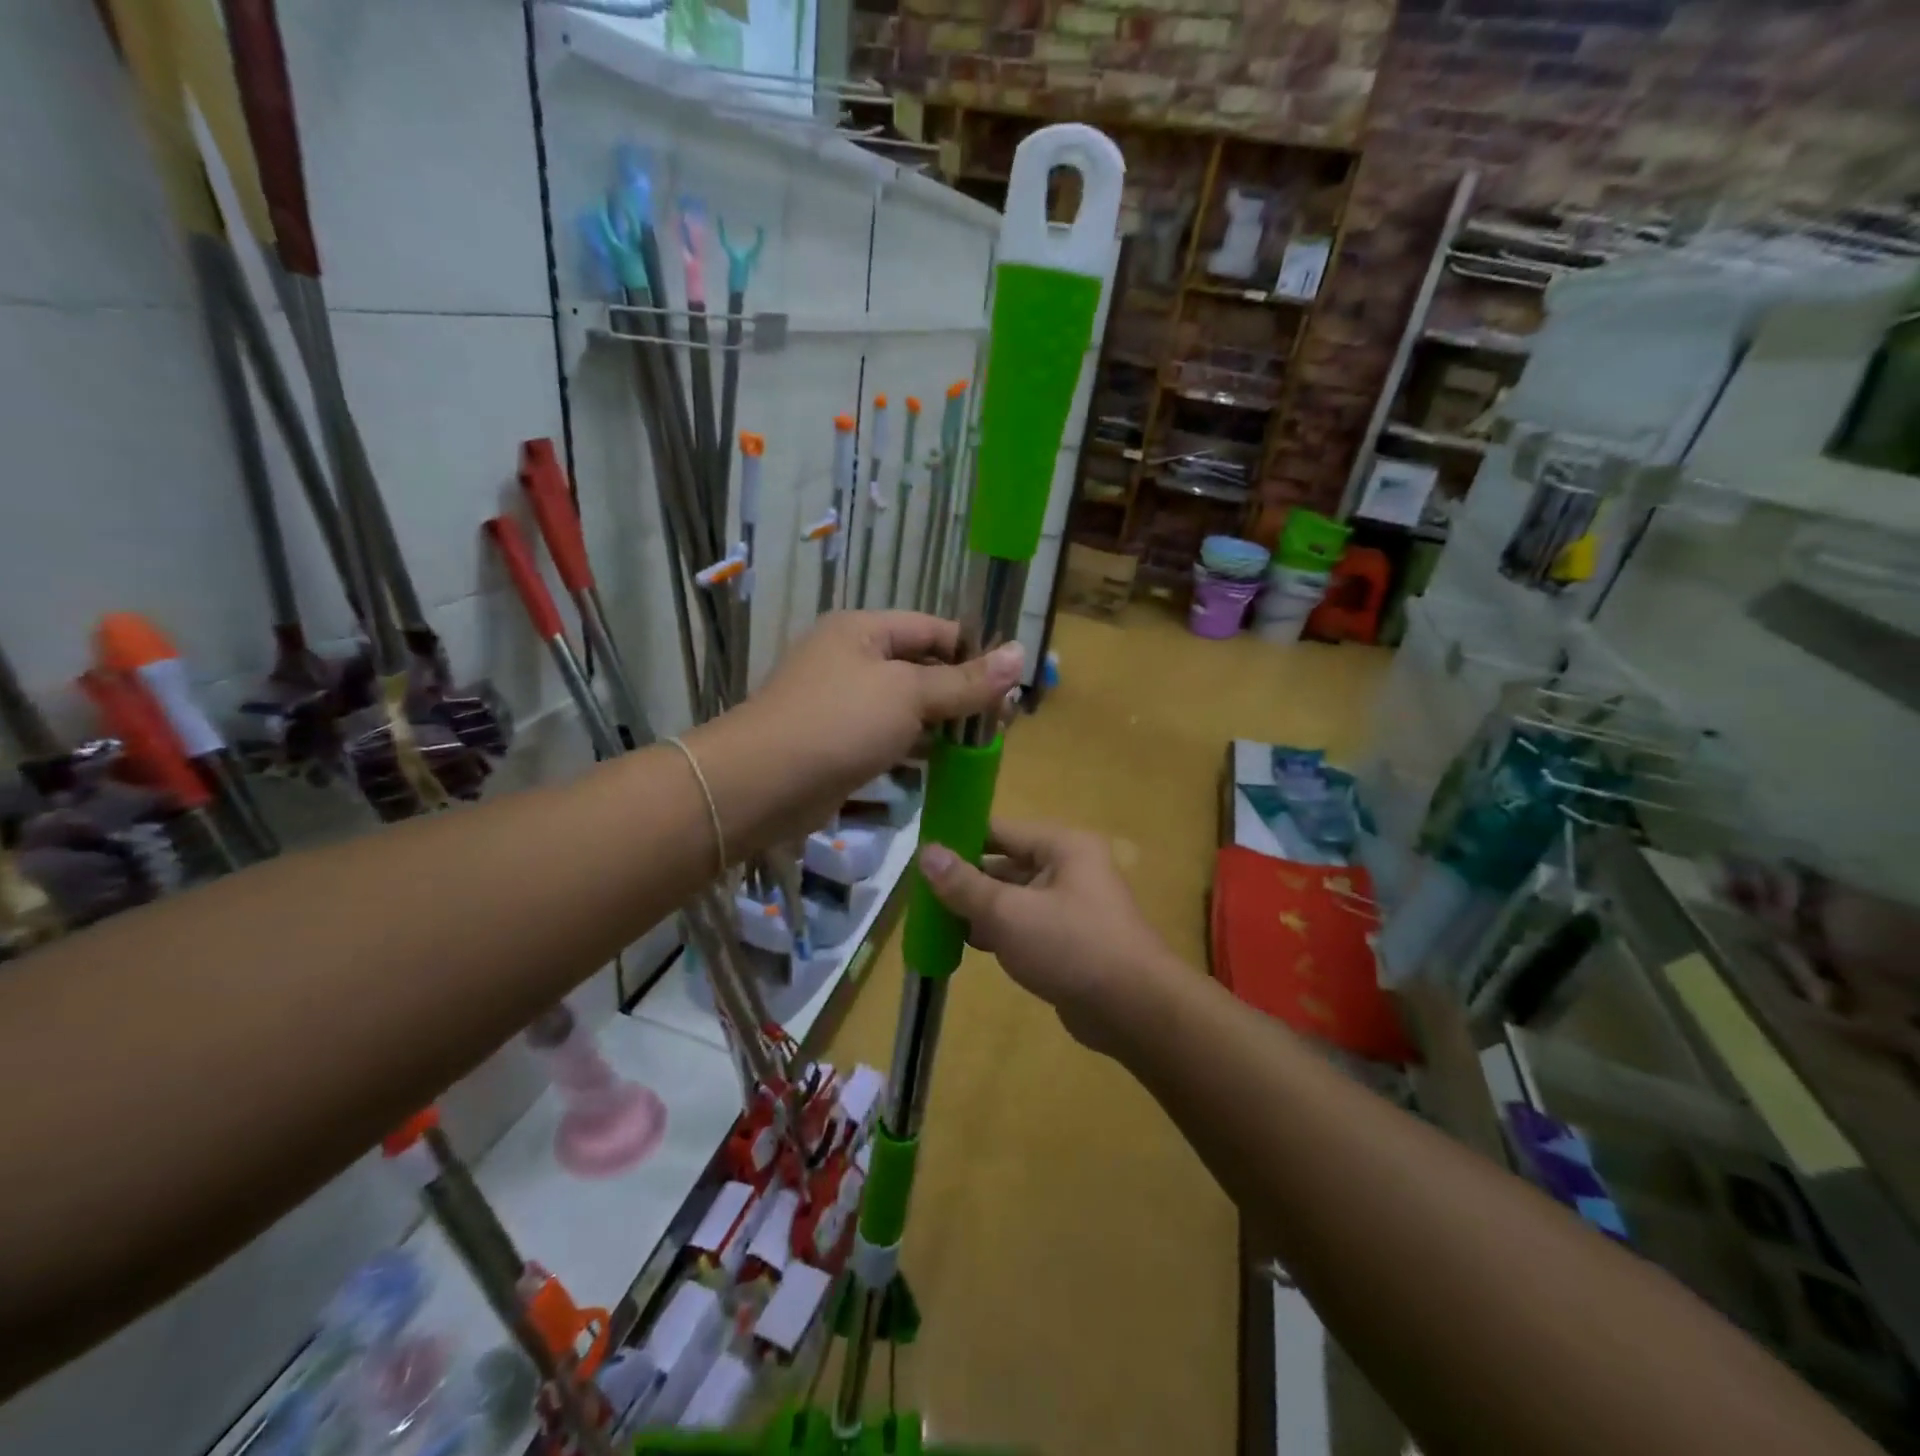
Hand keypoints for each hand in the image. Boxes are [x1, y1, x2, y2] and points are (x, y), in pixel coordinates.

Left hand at [693, 611, 1023, 850]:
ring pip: (906, 707)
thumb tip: (1021, 654)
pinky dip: (915, 747)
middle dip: (962, 692)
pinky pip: (888, 737)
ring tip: (983, 745)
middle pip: (921, 668)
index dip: (974, 651)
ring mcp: (842, 703)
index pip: (933, 629)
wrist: (762, 785)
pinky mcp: (838, 743)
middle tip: (1003, 721)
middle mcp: (851, 659)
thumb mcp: (909, 695)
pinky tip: (944, 765)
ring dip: (942, 724)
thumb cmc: (839, 723)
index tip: (1011, 682)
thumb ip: (965, 681)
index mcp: (864, 631)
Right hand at [918, 819, 1176, 1053]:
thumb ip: (964, 884)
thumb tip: (925, 851)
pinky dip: (998, 931)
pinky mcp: (1069, 939)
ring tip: (934, 919)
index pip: (999, 830)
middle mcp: (1069, 868)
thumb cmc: (1070, 947)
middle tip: (921, 893)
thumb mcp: (1008, 913)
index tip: (921, 854)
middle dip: (966, 880)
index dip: (960, 839)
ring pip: (1013, 897)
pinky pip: (1025, 925)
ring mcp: (1071, 905)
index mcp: (1062, 846)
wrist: (1133, 1010)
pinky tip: (966, 944)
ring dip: (978, 909)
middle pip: (1005, 864)